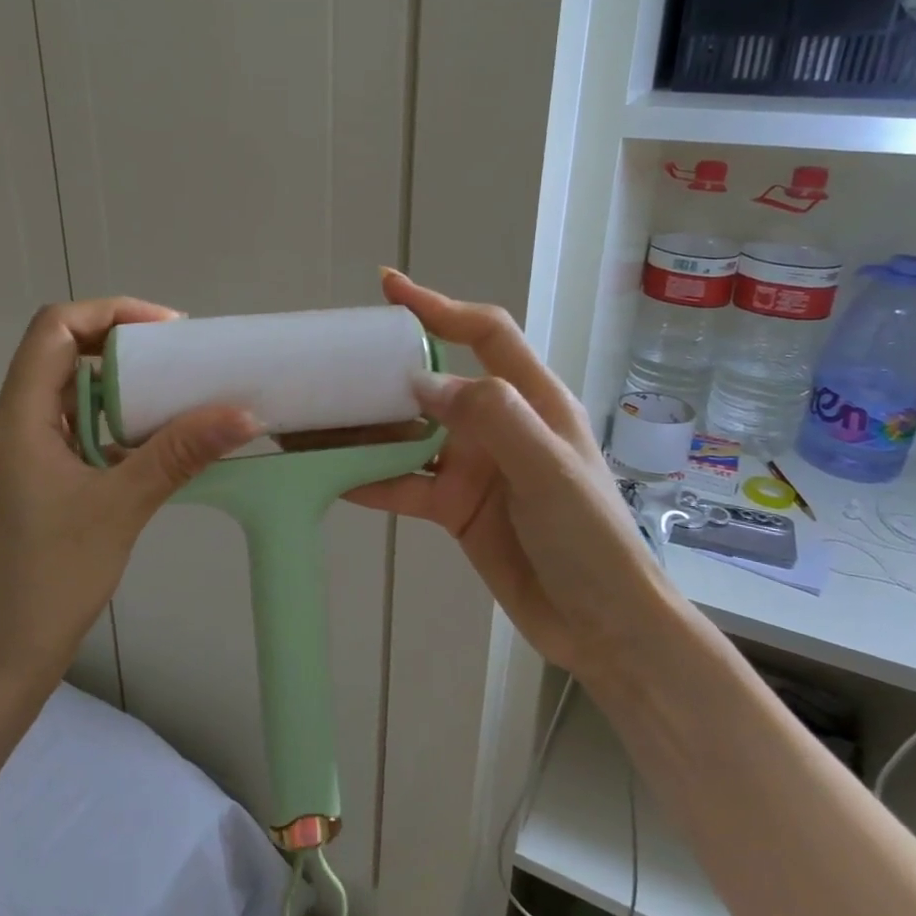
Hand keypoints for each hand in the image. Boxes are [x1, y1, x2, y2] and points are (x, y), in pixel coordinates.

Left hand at [0, 298, 259, 696]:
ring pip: (73, 397)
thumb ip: (178, 454)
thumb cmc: (47, 580)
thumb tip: (242, 413)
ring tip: (180, 395)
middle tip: (182, 360)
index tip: (167, 331)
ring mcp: (24, 457)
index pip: (54, 329)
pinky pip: (79, 434)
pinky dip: (117, 427)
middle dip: (124, 347)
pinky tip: (158, 446)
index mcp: (19, 418)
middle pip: (64, 356)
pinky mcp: (37, 485)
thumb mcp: (120, 508)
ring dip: (124, 389)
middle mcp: (15, 426)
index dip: (110, 313)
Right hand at [347, 272, 666, 684]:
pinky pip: (404, 484)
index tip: (389, 288)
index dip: (439, 306)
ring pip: (408, 436)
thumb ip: (491, 416)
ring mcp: (473, 467)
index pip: (483, 333)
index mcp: (531, 399)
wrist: (602, 626)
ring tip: (313, 420)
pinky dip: (370, 479)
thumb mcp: (548, 468)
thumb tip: (420, 383)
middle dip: (384, 372)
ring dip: (366, 429)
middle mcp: (497, 424)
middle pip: (433, 384)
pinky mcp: (455, 507)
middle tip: (330, 365)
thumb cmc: (589, 539)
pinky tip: (330, 476)